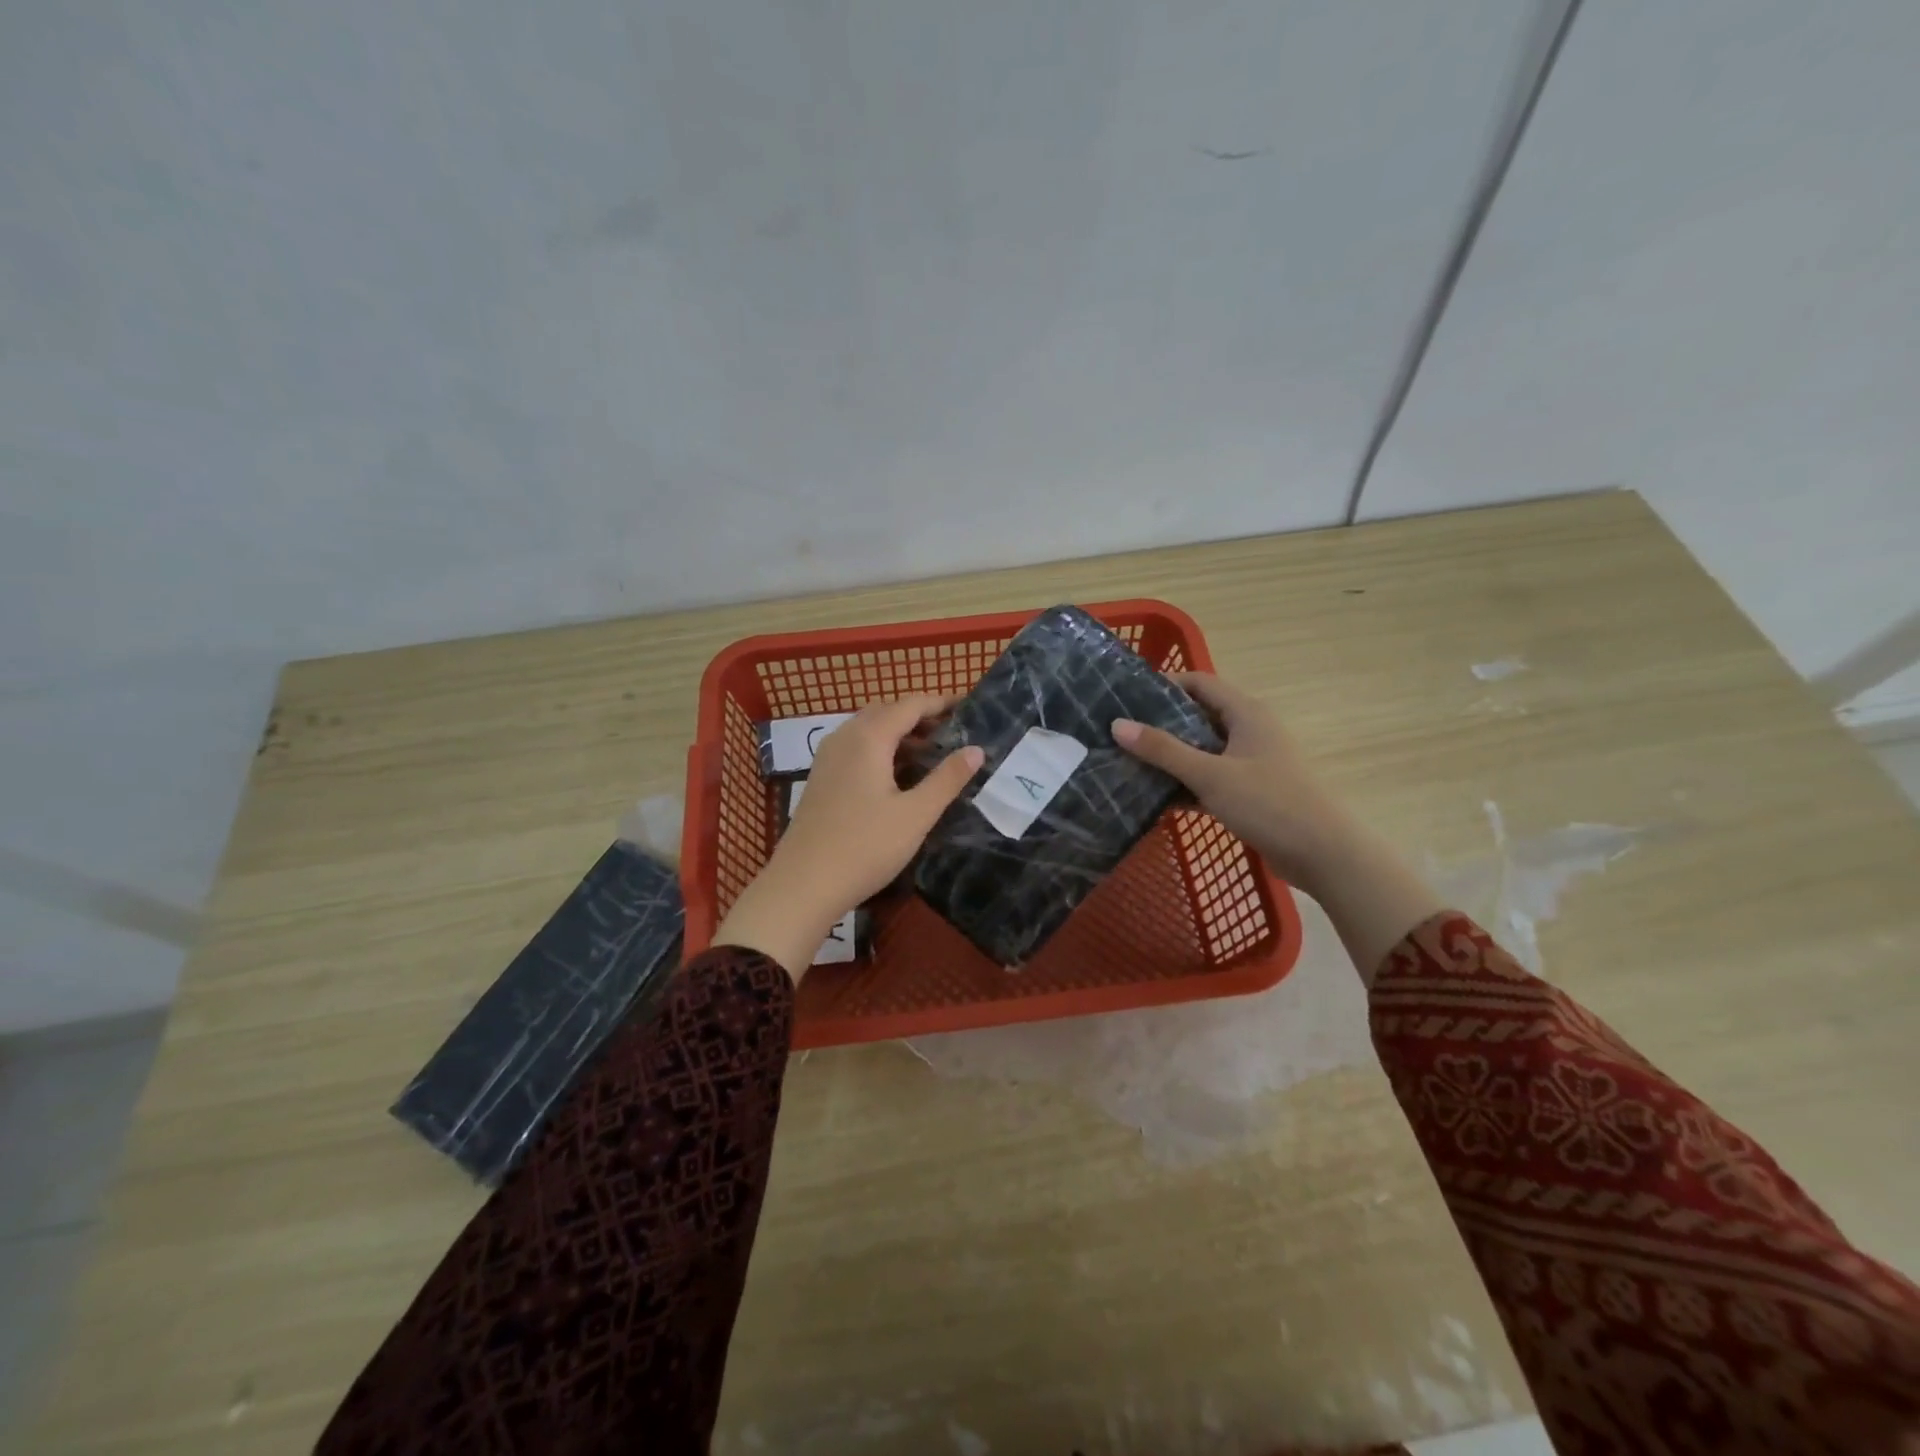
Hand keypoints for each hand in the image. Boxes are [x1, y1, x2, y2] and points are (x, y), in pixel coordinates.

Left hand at [713, 696, 983, 978]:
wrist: (803, 885)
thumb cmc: (865, 847)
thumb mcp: (916, 815)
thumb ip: (947, 779)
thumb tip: (976, 749)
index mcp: (869, 738)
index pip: (910, 705)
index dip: (940, 703)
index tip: (968, 707)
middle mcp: (844, 738)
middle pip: (886, 711)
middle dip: (920, 716)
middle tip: (953, 733)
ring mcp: (827, 758)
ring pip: (868, 730)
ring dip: (900, 733)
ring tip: (931, 754)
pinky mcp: (821, 778)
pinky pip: (855, 748)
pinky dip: (881, 749)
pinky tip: (897, 776)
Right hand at [1110, 672, 1348, 892]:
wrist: (1323, 853)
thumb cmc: (1269, 803)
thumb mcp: (1210, 775)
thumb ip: (1163, 750)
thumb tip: (1117, 725)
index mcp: (1246, 713)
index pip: (1199, 683)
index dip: (1164, 685)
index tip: (1126, 696)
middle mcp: (1249, 730)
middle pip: (1198, 716)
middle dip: (1160, 723)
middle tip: (1120, 731)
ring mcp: (1250, 762)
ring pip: (1202, 750)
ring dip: (1170, 756)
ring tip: (1127, 761)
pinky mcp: (1250, 791)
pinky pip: (1209, 777)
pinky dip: (1185, 782)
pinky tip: (1154, 795)